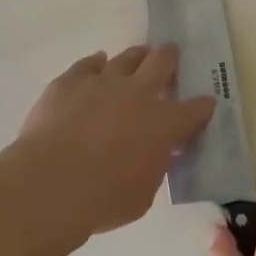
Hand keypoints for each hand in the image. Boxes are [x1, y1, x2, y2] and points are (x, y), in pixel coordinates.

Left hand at [7, 45, 214, 247]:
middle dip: (170, 57)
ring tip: (138, 57)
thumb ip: (154, 167)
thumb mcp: (144, 194)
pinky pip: (88, 63)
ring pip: (127, 57)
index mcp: (163, 123)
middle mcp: (138, 93)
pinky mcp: (71, 81)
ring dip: (136, 57)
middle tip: (170, 57)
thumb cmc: (103, 199)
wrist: (51, 183)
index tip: (205, 104)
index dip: (202, 106)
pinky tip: (96, 64)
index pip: (195, 109)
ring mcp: (103, 81)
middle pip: (162, 61)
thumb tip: (156, 153)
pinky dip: (95, 64)